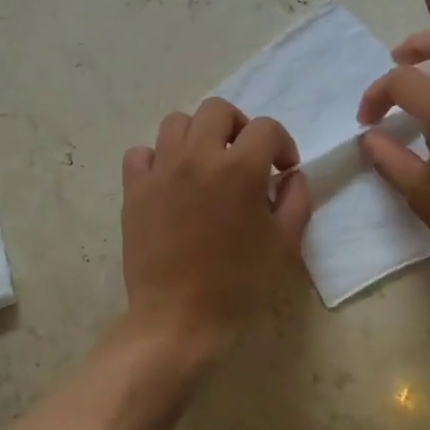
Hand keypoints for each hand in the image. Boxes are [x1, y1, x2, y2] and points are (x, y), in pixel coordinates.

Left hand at [119, 98, 312, 360]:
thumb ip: (295, 200)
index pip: (265, 128)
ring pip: (176, 122)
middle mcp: (196, 157)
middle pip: (217, 110)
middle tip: (244, 157)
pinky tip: (169, 181)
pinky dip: (156, 158)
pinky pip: (141, 153)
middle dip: (238, 126)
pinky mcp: (134, 189)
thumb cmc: (238, 285)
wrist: (179, 319)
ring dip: (197, 136)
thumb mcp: (284, 245)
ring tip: (205, 164)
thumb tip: (290, 175)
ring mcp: (160, 170)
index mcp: (238, 169)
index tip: (282, 168)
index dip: (281, 143)